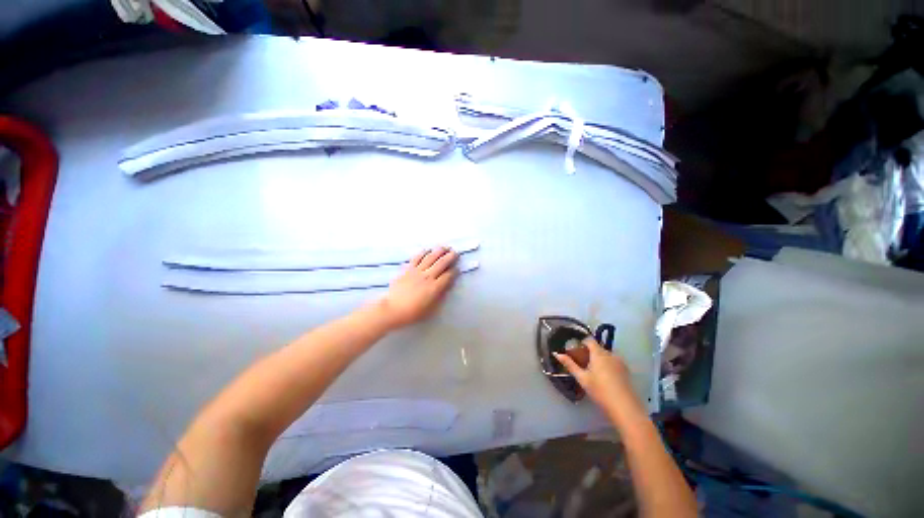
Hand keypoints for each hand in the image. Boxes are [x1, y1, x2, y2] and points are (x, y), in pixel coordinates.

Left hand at [378, 247, 458, 328]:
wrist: (393, 309)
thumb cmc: (413, 312)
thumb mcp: (431, 309)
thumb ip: (440, 296)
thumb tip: (446, 286)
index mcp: (435, 287)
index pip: (448, 276)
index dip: (454, 271)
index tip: (457, 268)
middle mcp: (428, 276)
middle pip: (442, 263)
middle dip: (450, 257)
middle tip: (455, 252)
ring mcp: (417, 271)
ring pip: (431, 257)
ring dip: (439, 251)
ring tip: (445, 247)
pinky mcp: (408, 269)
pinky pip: (417, 258)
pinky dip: (423, 253)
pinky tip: (428, 250)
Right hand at [554, 338, 642, 418]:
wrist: (625, 408)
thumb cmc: (600, 391)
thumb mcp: (582, 378)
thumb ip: (569, 364)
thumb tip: (556, 354)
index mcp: (599, 353)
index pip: (589, 340)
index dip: (581, 343)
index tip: (575, 352)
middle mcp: (610, 354)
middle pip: (598, 348)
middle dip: (589, 353)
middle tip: (582, 364)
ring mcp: (620, 362)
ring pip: (606, 356)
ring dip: (598, 360)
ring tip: (593, 373)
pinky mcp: (626, 371)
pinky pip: (613, 363)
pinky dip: (607, 366)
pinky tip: (604, 379)